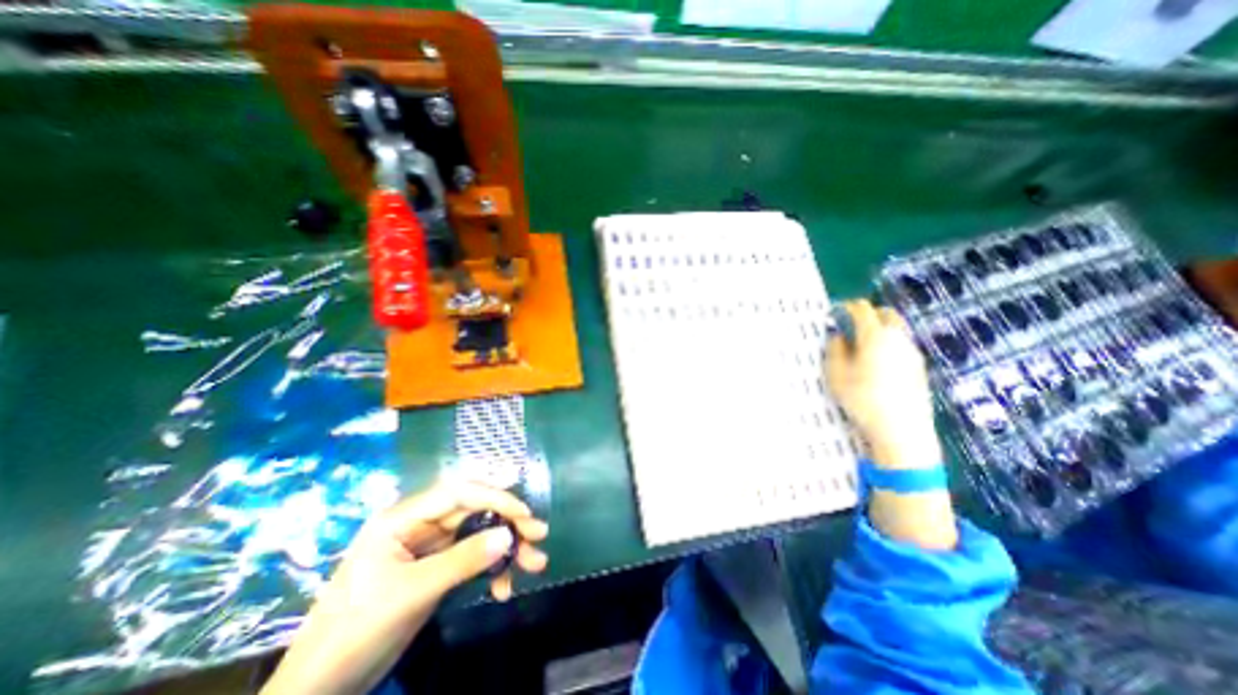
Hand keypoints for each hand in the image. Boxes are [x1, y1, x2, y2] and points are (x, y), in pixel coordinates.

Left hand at [260, 481, 544, 694]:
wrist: (321, 689)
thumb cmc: (355, 629)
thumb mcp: (411, 592)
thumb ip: (462, 560)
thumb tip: (509, 534)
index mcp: (405, 518)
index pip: (459, 493)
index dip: (495, 496)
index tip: (524, 512)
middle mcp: (422, 525)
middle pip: (476, 512)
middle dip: (509, 523)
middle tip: (539, 536)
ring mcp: (432, 547)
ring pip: (480, 535)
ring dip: (508, 549)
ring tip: (535, 564)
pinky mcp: (438, 569)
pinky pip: (474, 559)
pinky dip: (493, 571)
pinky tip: (504, 589)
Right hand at [826, 300, 943, 467]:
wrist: (903, 431)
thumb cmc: (862, 400)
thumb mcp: (836, 375)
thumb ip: (835, 350)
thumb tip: (838, 336)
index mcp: (875, 337)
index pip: (863, 310)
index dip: (848, 307)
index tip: (836, 311)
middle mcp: (898, 339)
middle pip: (887, 314)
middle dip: (869, 314)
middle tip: (851, 324)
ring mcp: (912, 353)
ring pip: (897, 329)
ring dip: (880, 329)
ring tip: (863, 345)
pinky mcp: (920, 368)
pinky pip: (902, 345)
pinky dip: (889, 343)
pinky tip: (878, 362)